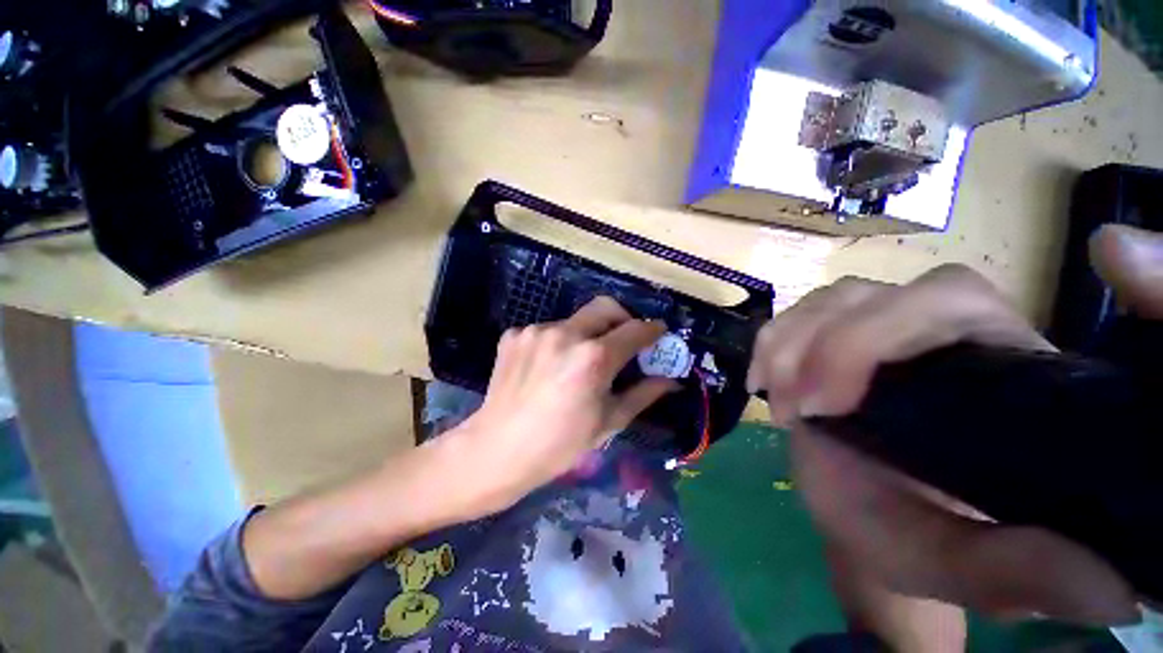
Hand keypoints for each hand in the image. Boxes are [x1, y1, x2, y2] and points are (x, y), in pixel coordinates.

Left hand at [442, 296, 673, 515]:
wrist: (498, 449)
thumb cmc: (561, 444)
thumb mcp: (609, 422)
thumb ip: (643, 394)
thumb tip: (671, 381)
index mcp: (593, 358)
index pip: (635, 330)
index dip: (652, 330)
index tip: (658, 332)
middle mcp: (565, 334)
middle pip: (605, 306)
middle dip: (623, 318)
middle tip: (625, 338)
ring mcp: (536, 331)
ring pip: (574, 321)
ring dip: (586, 335)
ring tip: (579, 362)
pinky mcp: (514, 334)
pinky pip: (547, 330)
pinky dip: (558, 343)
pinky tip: (550, 367)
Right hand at [747, 226, 1162, 626]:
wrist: (863, 521)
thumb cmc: (914, 539)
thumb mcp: (964, 569)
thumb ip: (1021, 574)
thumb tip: (1111, 592)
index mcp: (1002, 374)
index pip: (960, 304)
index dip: (898, 321)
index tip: (835, 394)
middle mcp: (946, 337)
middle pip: (886, 295)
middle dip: (829, 346)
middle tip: (800, 409)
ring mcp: (881, 333)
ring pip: (835, 298)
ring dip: (791, 344)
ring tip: (781, 403)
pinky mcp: (833, 340)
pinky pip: (796, 316)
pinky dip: (772, 342)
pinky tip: (765, 381)